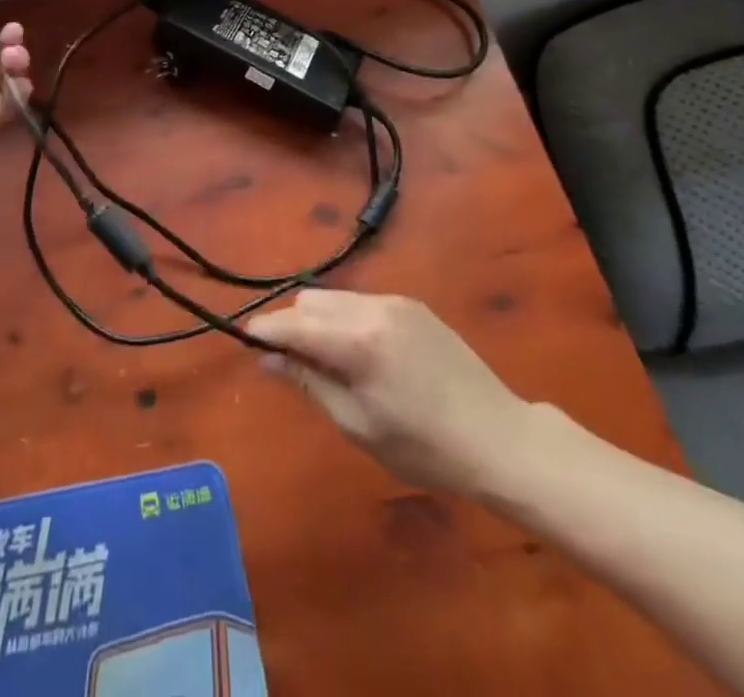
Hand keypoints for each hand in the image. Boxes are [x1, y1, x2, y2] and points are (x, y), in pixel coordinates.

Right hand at [247, 290, 536, 501]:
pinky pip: (362, 301)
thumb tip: (266, 358)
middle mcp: (372, 307)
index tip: (245, 341)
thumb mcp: (357, 424)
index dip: (265, 330)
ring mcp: (395, 301)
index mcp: (356, 341)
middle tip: (296, 364)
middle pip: (310, 300)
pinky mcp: (413, 304)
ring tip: (331, 361)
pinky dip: (347, 318)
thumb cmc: (423, 447)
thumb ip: (309, 382)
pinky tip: (364, 353)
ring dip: (320, 320)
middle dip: (293, 325)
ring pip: (335, 297)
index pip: (293, 323)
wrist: (498, 437)